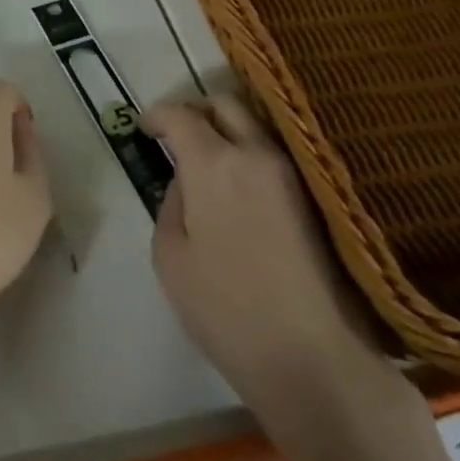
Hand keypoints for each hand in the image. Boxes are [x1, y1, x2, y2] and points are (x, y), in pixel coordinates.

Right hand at [146, 97, 387, 413]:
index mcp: (214, 163)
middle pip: (226, 103)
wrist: (313, 357)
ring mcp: (291, 172)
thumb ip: (172, 202)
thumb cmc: (227, 309)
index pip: (181, 114)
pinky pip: (273, 153)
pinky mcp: (314, 195)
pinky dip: (249, 152)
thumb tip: (186, 181)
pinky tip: (238, 184)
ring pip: (255, 125)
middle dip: (196, 111)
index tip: (145, 129)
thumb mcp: (171, 256)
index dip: (157, 115)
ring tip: (208, 161)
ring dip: (227, 130)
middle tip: (178, 136)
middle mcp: (257, 153)